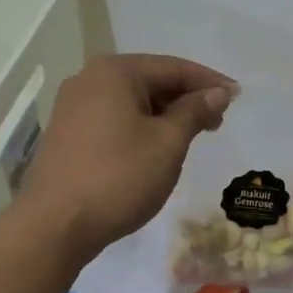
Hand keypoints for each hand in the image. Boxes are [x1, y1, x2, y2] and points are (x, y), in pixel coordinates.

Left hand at [20, 54, 236, 258]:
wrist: (55, 225)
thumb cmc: (118, 177)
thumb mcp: (167, 144)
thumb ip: (193, 112)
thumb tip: (215, 93)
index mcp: (114, 72)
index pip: (173, 68)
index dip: (208, 82)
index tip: (237, 96)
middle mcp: (88, 80)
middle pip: (149, 81)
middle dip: (185, 99)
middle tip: (218, 121)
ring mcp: (72, 107)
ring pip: (130, 102)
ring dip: (164, 115)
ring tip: (191, 136)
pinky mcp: (66, 134)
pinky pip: (113, 120)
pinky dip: (139, 128)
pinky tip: (155, 148)